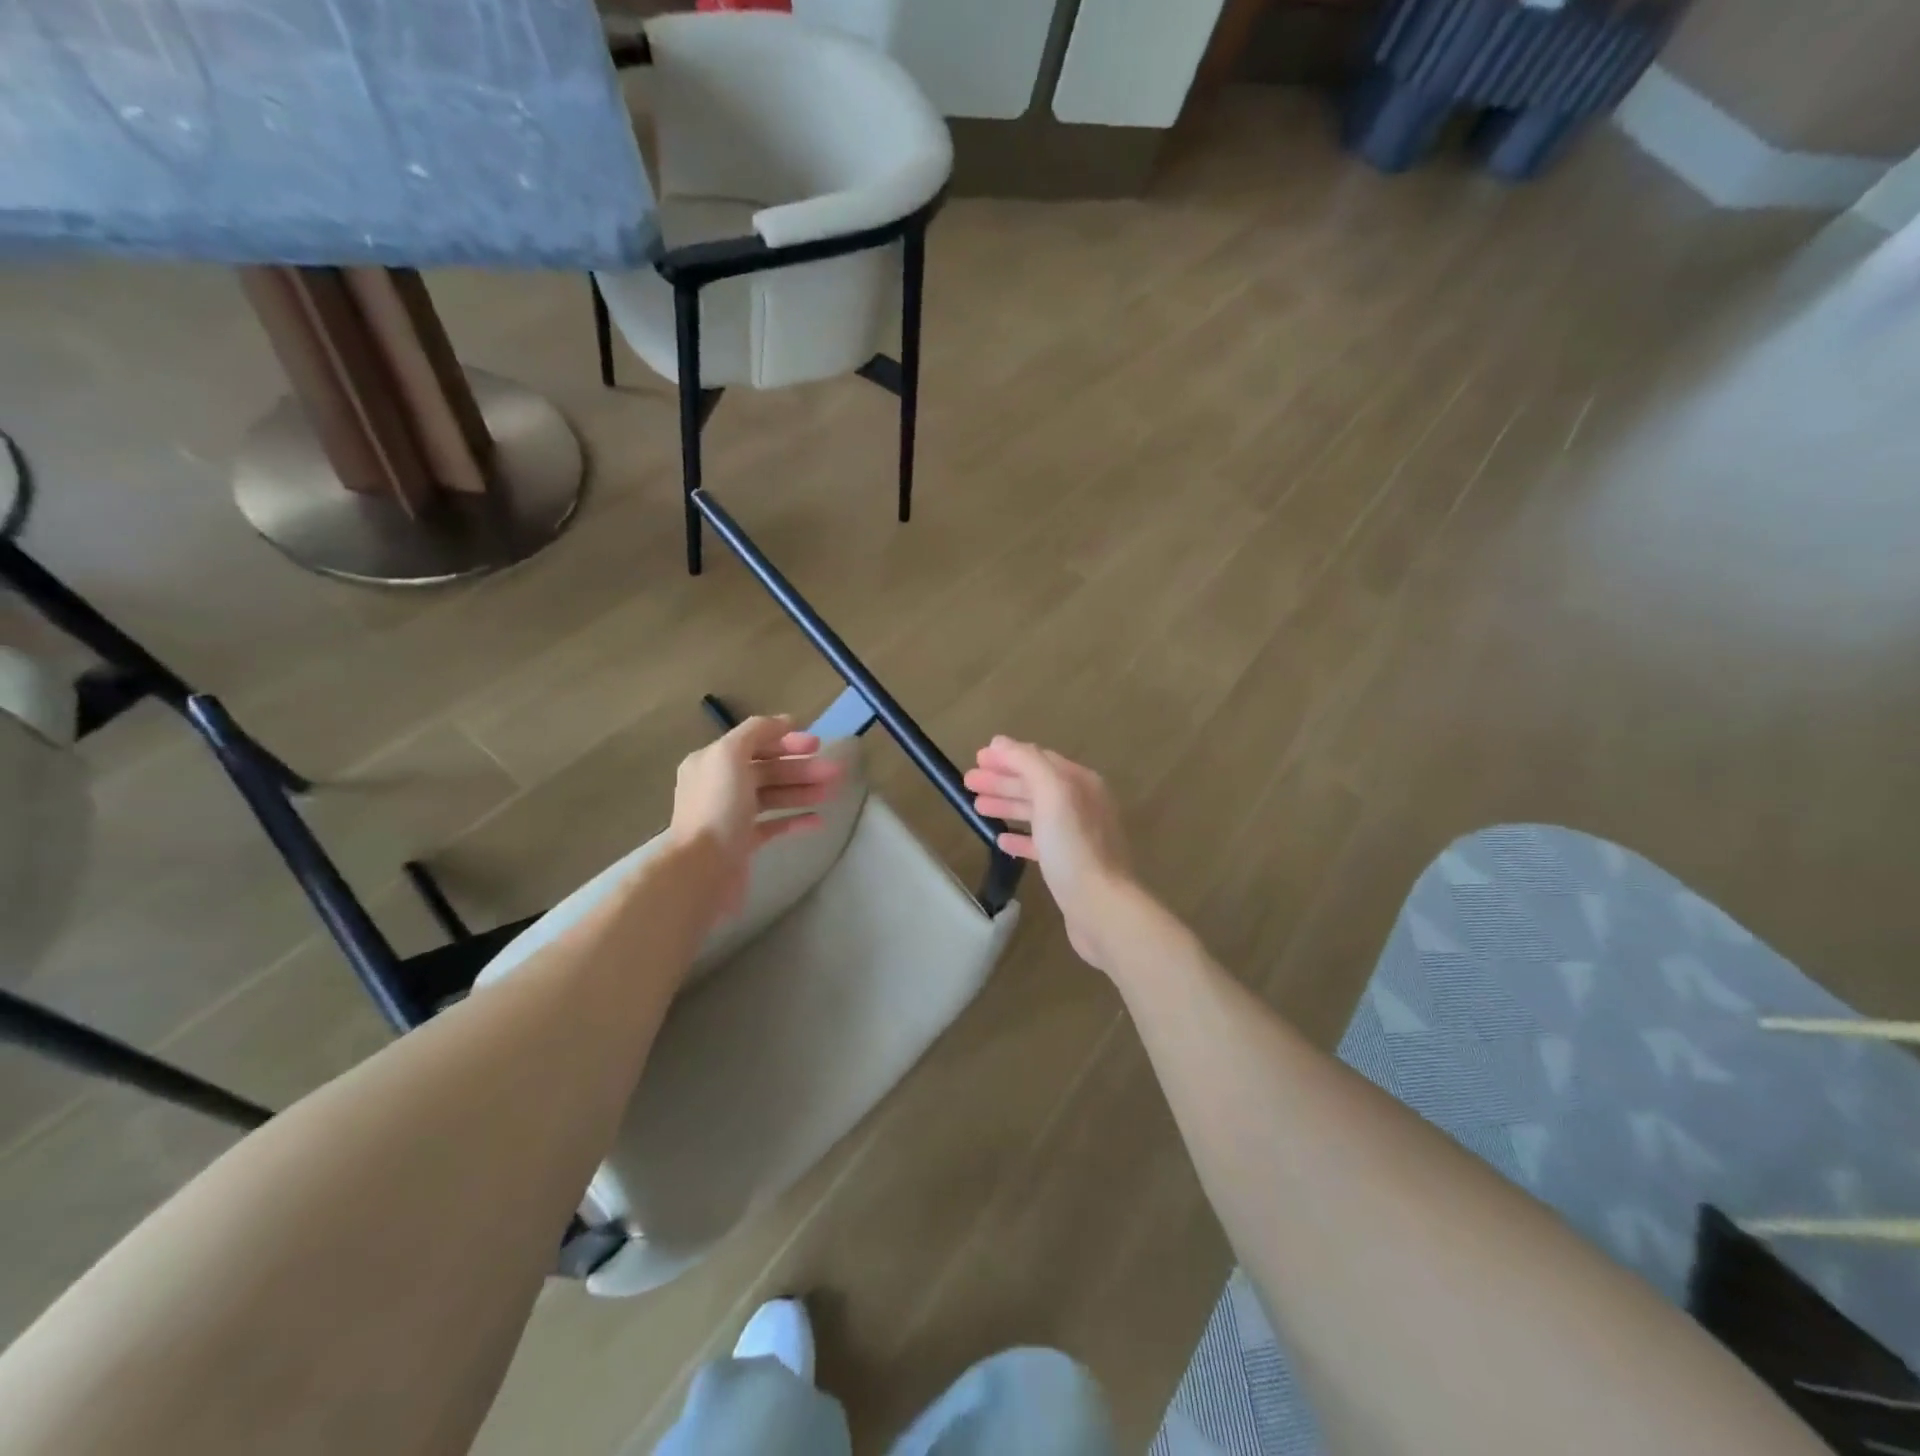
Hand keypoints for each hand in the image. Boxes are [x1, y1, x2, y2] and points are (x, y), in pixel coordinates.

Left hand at [670, 716, 841, 924]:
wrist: (701, 869)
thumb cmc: (718, 807)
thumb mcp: (730, 755)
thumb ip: (756, 732)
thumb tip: (784, 722)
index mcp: (712, 762)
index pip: (754, 743)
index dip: (786, 741)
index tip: (817, 744)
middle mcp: (719, 785)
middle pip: (767, 770)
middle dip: (802, 768)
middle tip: (835, 772)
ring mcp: (731, 816)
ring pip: (773, 796)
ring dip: (804, 791)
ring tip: (832, 792)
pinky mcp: (743, 844)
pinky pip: (773, 826)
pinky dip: (795, 820)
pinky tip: (818, 820)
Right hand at [964, 736, 1138, 971]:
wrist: (1101, 907)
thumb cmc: (1074, 847)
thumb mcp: (1052, 794)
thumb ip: (1027, 763)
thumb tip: (1001, 742)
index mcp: (1080, 783)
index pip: (1039, 759)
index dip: (1007, 757)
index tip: (976, 759)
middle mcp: (1083, 804)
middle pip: (1035, 785)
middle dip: (1002, 780)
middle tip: (968, 782)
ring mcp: (1078, 835)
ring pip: (1036, 812)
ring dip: (1007, 805)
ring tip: (976, 807)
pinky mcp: (1071, 865)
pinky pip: (1040, 842)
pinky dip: (1020, 837)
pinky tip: (1000, 839)